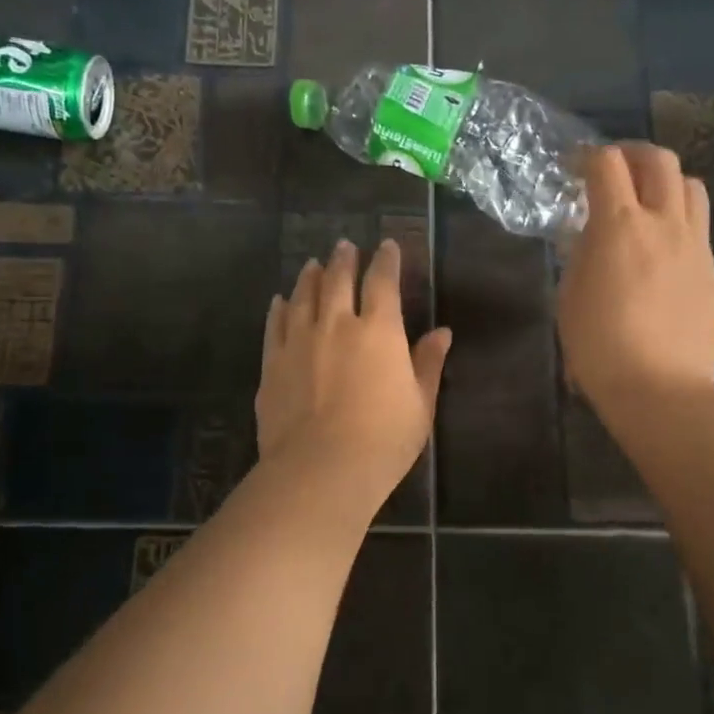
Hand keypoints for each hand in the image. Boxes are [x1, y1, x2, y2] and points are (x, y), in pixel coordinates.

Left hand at [257, 238, 451, 508]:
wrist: (320, 468)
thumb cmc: (383, 440)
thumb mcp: (419, 405)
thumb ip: (427, 364)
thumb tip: (442, 332)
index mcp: (379, 330)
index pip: (382, 282)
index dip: (386, 260)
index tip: (387, 244)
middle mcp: (336, 324)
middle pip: (338, 279)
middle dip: (344, 259)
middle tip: (344, 245)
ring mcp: (299, 341)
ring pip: (303, 296)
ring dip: (310, 276)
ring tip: (312, 263)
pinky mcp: (272, 363)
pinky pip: (275, 325)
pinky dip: (279, 308)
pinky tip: (280, 301)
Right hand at [558, 144, 713, 413]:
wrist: (660, 388)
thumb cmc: (600, 346)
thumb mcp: (571, 296)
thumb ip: (581, 253)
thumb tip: (589, 233)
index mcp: (620, 226)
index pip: (607, 164)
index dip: (587, 156)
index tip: (573, 167)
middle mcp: (664, 223)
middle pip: (659, 160)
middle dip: (632, 154)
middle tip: (612, 170)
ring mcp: (694, 244)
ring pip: (690, 185)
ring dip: (664, 181)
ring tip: (644, 200)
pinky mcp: (710, 268)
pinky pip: (698, 223)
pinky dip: (678, 215)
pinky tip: (660, 243)